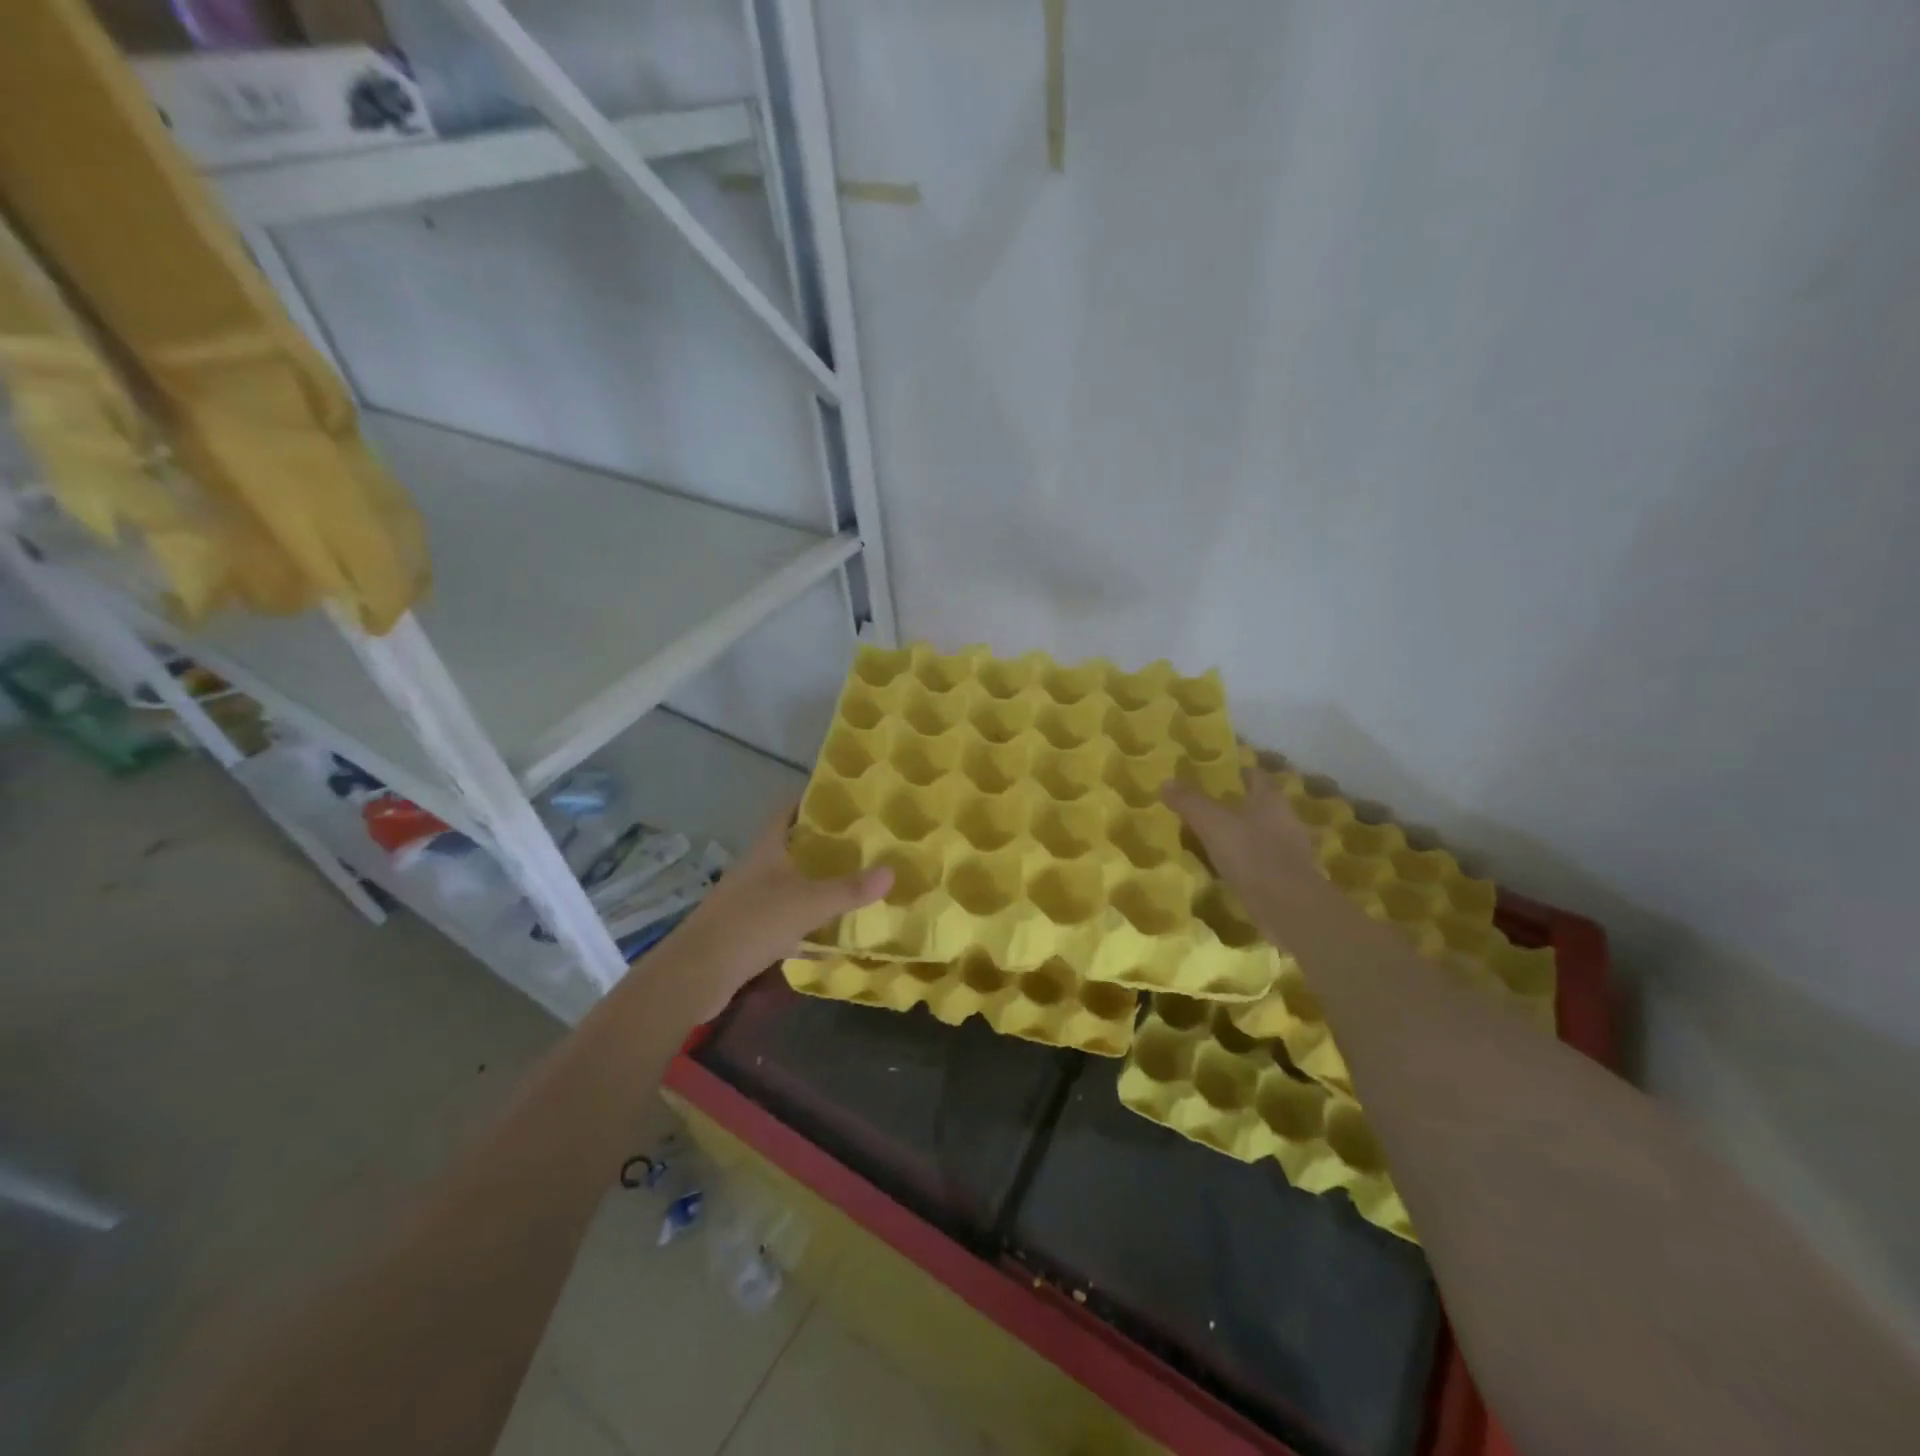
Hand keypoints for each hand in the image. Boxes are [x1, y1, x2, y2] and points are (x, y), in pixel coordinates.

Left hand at [672, 801, 892, 1010]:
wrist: (698, 973)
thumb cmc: (753, 923)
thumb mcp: (809, 904)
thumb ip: (849, 889)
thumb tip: (892, 871)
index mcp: (766, 849)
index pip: (787, 812)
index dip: (811, 801)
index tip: (843, 799)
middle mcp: (756, 868)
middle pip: (790, 848)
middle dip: (822, 845)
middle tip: (860, 843)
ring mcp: (748, 900)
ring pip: (788, 884)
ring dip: (815, 884)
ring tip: (852, 883)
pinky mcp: (746, 931)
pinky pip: (783, 919)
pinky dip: (805, 924)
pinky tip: (829, 936)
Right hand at [1162, 766, 1326, 925]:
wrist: (1287, 905)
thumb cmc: (1250, 853)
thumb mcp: (1211, 823)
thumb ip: (1189, 802)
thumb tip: (1166, 781)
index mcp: (1270, 800)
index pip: (1257, 776)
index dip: (1240, 772)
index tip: (1221, 774)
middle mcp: (1286, 819)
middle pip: (1262, 805)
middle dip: (1241, 804)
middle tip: (1212, 806)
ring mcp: (1292, 850)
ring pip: (1265, 833)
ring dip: (1246, 834)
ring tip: (1217, 838)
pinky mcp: (1290, 878)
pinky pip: (1265, 861)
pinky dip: (1250, 861)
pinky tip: (1231, 868)